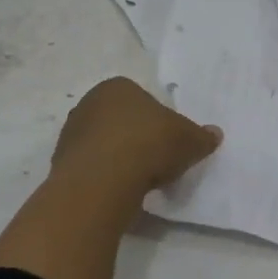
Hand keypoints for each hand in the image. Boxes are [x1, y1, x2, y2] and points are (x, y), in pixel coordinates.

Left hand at [52, 77, 221, 196]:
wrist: (102, 179)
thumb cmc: (148, 144)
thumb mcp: (188, 140)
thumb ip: (201, 136)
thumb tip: (215, 134)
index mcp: (118, 86)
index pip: (141, 100)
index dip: (157, 122)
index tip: (168, 143)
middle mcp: (89, 102)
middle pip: (120, 121)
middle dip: (135, 139)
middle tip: (155, 161)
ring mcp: (72, 132)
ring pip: (103, 144)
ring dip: (118, 159)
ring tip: (138, 181)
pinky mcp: (61, 162)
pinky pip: (91, 167)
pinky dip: (104, 177)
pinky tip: (119, 191)